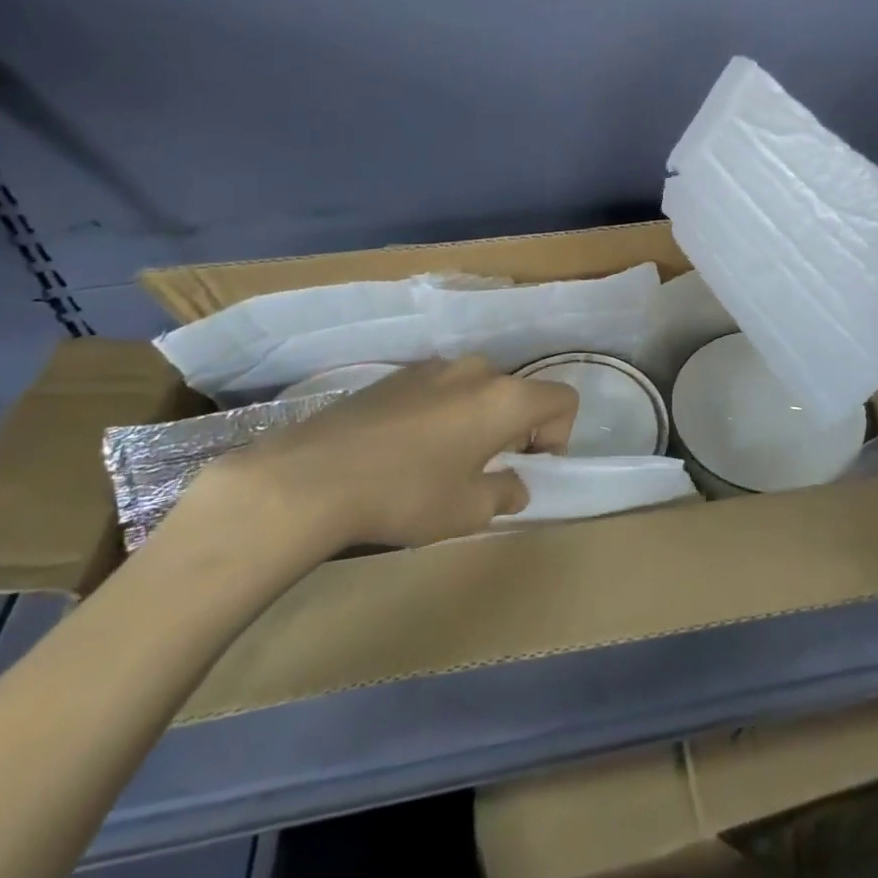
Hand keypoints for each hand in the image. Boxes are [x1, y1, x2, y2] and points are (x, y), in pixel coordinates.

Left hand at [200, 357, 579, 554]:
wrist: (313, 475)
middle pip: (519, 392)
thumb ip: (506, 493)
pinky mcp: (400, 373)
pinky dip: (444, 412)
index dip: (558, 436)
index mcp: (506, 398)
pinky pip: (443, 387)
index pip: (563, 400)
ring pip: (479, 389)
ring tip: (443, 460)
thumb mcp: (467, 511)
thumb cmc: (406, 494)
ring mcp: (436, 366)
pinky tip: (407, 448)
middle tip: (485, 470)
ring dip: (478, 419)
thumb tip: (513, 484)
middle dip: (515, 429)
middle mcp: (479, 370)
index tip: (526, 467)